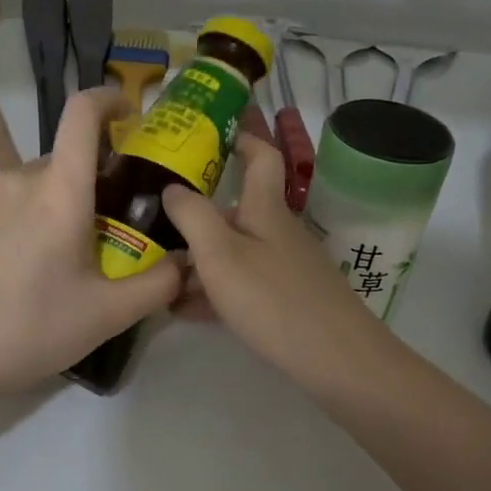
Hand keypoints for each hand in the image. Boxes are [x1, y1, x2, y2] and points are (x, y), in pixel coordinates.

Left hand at [0, 87, 183, 398]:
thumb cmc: (30, 330)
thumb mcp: (106, 315)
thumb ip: (157, 284)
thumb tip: (185, 262)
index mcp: (59, 192)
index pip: (82, 115)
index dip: (106, 100)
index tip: (125, 114)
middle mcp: (15, 178)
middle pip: (60, 162)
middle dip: (83, 185)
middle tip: (92, 234)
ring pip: (24, 184)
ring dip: (43, 204)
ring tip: (43, 258)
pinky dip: (8, 219)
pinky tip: (4, 265)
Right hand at [162, 134, 388, 383]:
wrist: (337, 361)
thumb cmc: (274, 299)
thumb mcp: (221, 255)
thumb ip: (192, 216)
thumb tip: (172, 187)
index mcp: (265, 209)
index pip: (261, 156)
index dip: (242, 137)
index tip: (211, 129)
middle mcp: (277, 231)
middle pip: (235, 209)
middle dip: (196, 213)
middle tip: (152, 218)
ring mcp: (283, 267)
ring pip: (233, 250)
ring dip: (197, 258)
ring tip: (155, 272)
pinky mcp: (285, 300)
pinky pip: (240, 283)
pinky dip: (212, 289)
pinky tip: (181, 308)